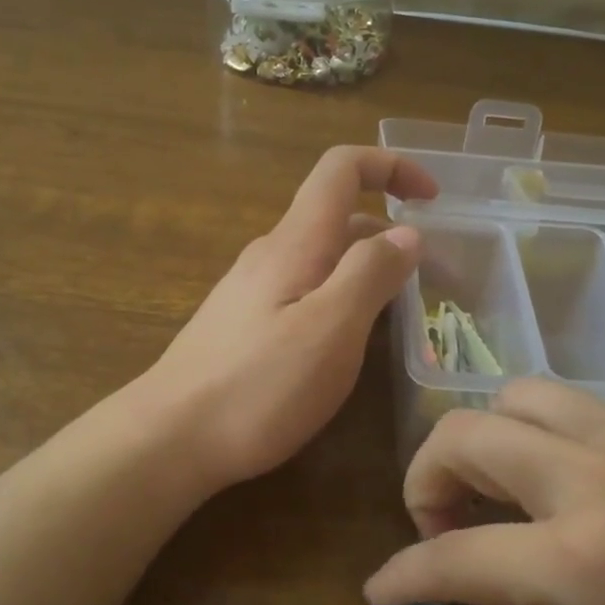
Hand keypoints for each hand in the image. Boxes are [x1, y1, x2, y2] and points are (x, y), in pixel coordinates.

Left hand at [139, 146, 435, 492]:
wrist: (170, 438)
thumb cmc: (258, 386)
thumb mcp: (331, 329)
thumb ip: (370, 274)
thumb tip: (406, 233)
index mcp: (295, 243)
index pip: (341, 169)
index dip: (391, 166)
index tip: (433, 200)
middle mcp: (271, 254)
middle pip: (338, 217)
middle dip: (390, 236)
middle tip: (434, 282)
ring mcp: (252, 290)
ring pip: (321, 260)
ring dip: (367, 271)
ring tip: (402, 315)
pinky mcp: (244, 325)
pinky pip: (304, 292)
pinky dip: (340, 299)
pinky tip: (348, 343)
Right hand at [363, 380, 604, 604]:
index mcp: (587, 565)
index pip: (452, 554)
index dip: (401, 577)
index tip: (379, 594)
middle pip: (470, 431)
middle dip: (428, 478)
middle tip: (445, 530)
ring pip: (526, 394)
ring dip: (493, 442)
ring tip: (512, 499)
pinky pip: (595, 412)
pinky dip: (562, 446)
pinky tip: (595, 500)